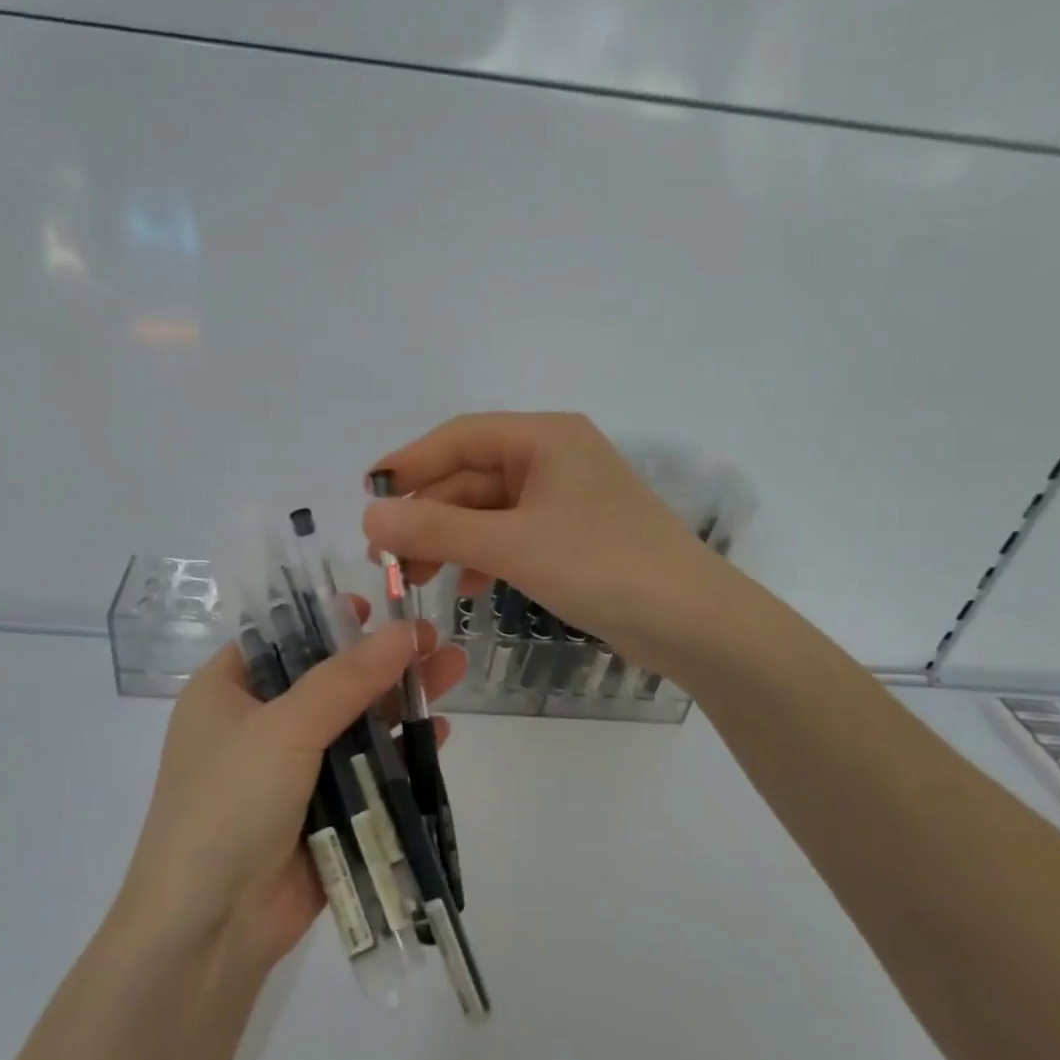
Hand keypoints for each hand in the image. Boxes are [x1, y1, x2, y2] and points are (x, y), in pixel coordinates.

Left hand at [120, 609, 466, 970]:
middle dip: (381, 660)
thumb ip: (347, 679)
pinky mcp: (321, 813)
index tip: (376, 608)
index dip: (328, 620)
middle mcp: (256, 726)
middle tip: (433, 638)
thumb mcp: (284, 728)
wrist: (208, 931)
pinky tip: (439, 734)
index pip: (281, 638)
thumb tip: (404, 630)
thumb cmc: (229, 804)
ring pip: (353, 724)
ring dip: (399, 702)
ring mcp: (290, 772)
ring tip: (453, 671)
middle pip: (328, 679)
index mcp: (226, 693)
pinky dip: (399, 753)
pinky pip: (365, 772)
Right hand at [363, 412, 733, 667]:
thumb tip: (368, 517)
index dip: (409, 463)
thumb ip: (437, 530)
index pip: (459, 437)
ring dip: (450, 541)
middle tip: (385, 557)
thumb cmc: (603, 566)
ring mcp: (565, 499)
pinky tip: (470, 589)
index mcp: (546, 438)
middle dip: (427, 516)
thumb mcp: (512, 546)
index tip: (366, 495)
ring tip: (416, 580)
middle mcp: (554, 458)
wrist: (693, 623)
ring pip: (488, 511)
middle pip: (471, 477)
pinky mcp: (572, 536)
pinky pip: (512, 536)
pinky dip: (484, 557)